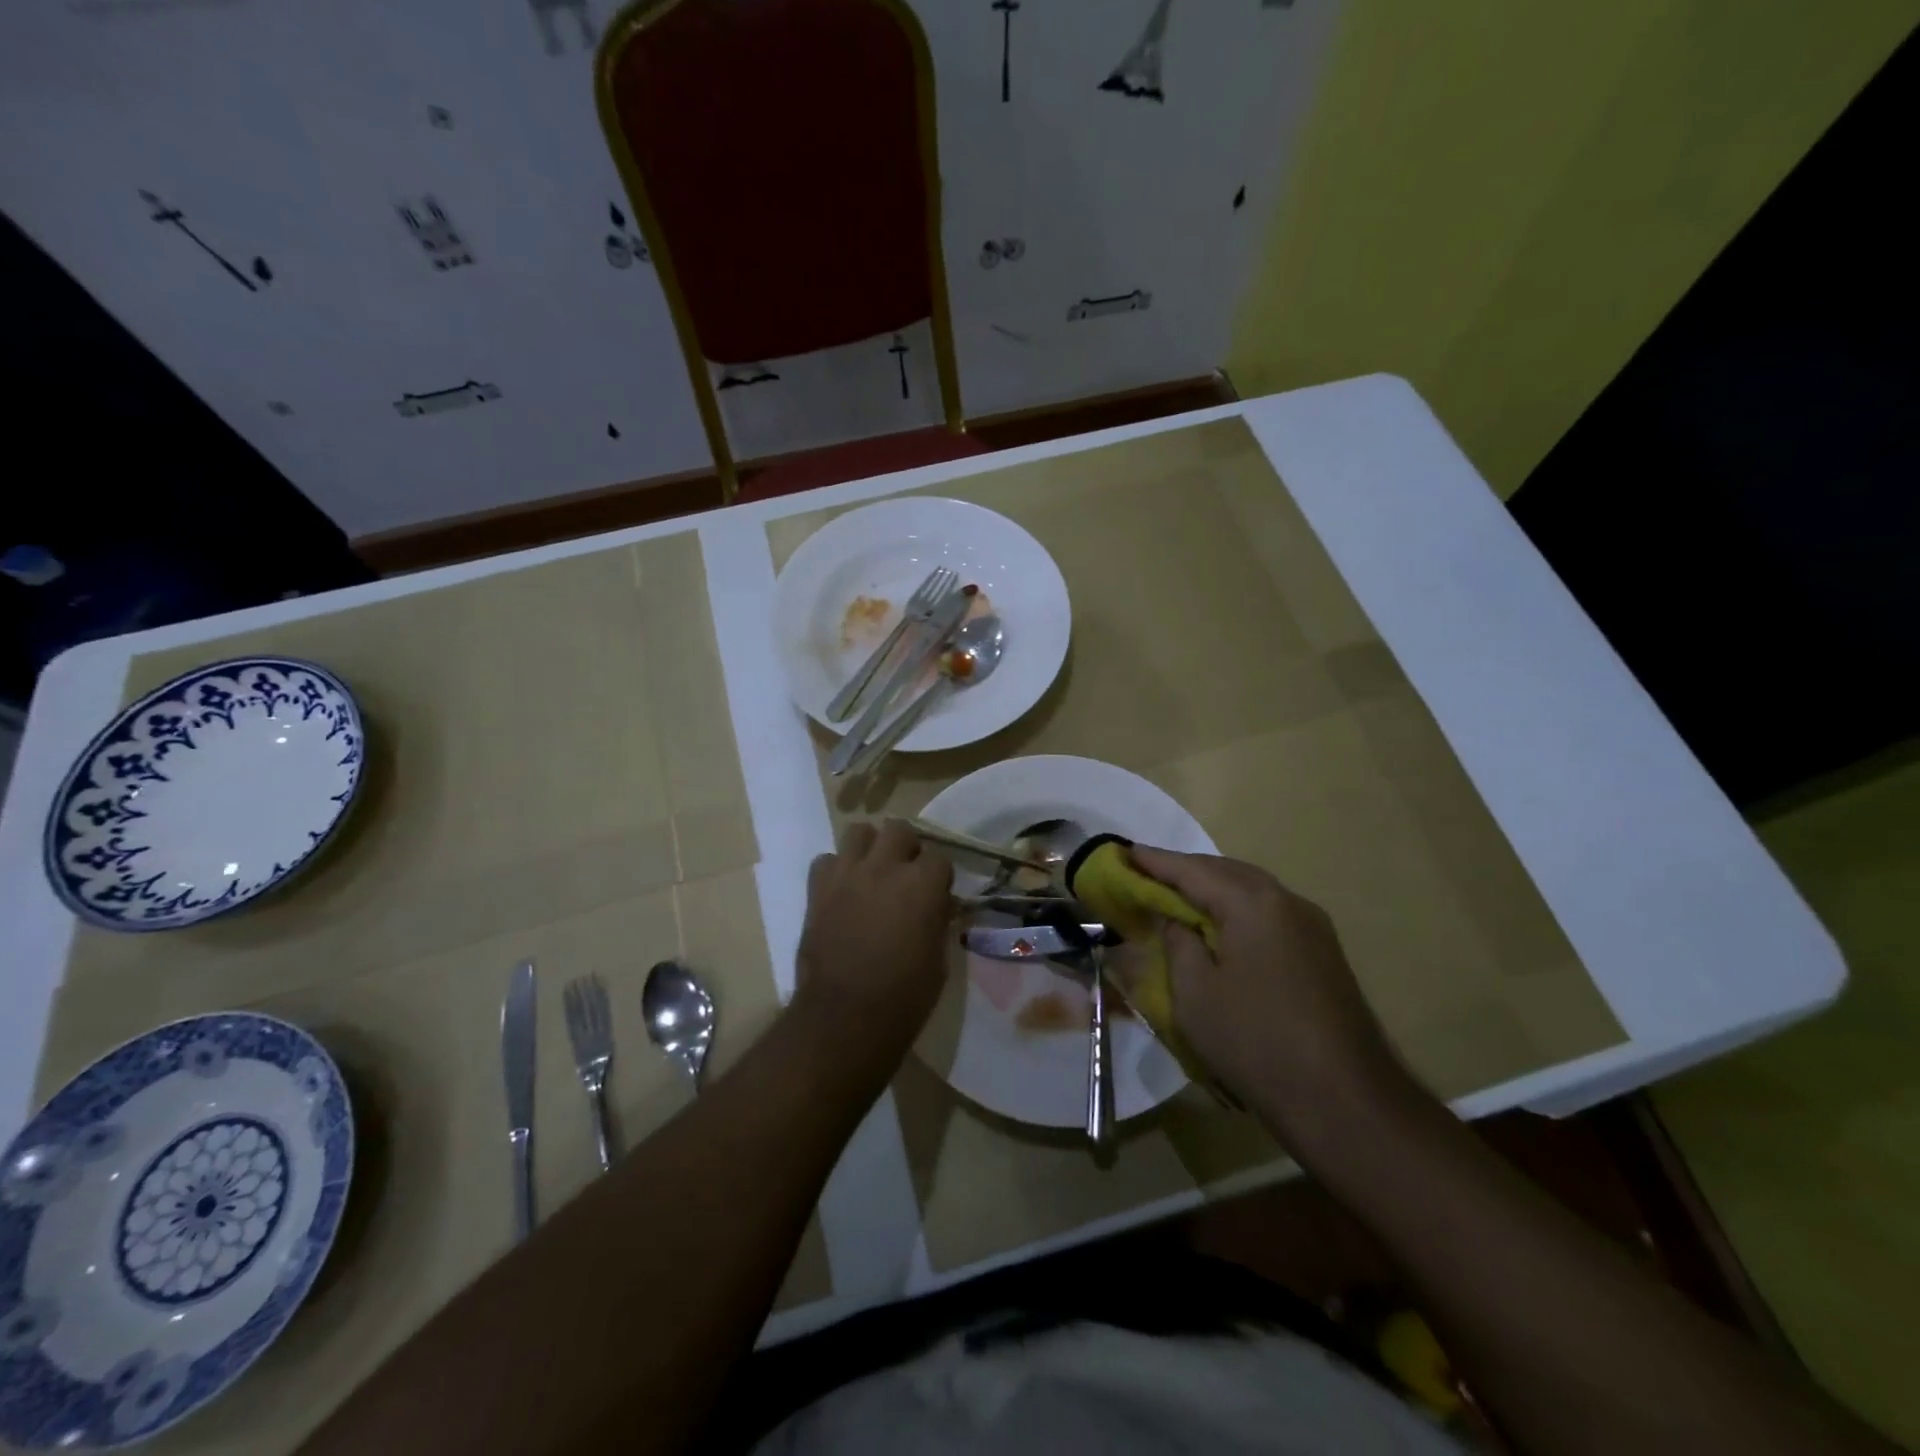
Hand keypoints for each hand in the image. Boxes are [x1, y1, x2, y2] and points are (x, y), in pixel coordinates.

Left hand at [795, 820, 953, 1051]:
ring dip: (869, 847)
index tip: (937, 893)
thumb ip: (938, 919)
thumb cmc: (904, 995)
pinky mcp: (818, 889)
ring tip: (872, 871)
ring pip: (858, 831)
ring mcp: (847, 874)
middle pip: (898, 829)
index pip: (939, 857)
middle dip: (905, 846)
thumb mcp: (938, 957)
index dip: (939, 875)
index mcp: (923, 884)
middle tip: (905, 872)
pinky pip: (825, 860)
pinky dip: (835, 869)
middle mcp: (885, 867)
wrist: (845, 1016)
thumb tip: (938, 904)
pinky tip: (842, 890)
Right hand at [1130, 848, 1403, 1135]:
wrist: (1344, 1101)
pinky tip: (1221, 926)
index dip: (1155, 862)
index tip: (1124, 852)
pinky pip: (1269, 912)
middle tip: (1147, 872)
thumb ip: (1179, 943)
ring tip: (1179, 895)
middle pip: (1226, 871)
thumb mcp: (1195, 993)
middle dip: (1186, 870)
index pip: (1192, 870)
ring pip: (1252, 890)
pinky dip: (1237, 908)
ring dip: (1213, 887)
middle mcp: (1287, 901)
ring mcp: (1312, 926)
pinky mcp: (1323, 952)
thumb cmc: (1255, 1041)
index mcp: (1252, 903)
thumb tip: (1178, 921)